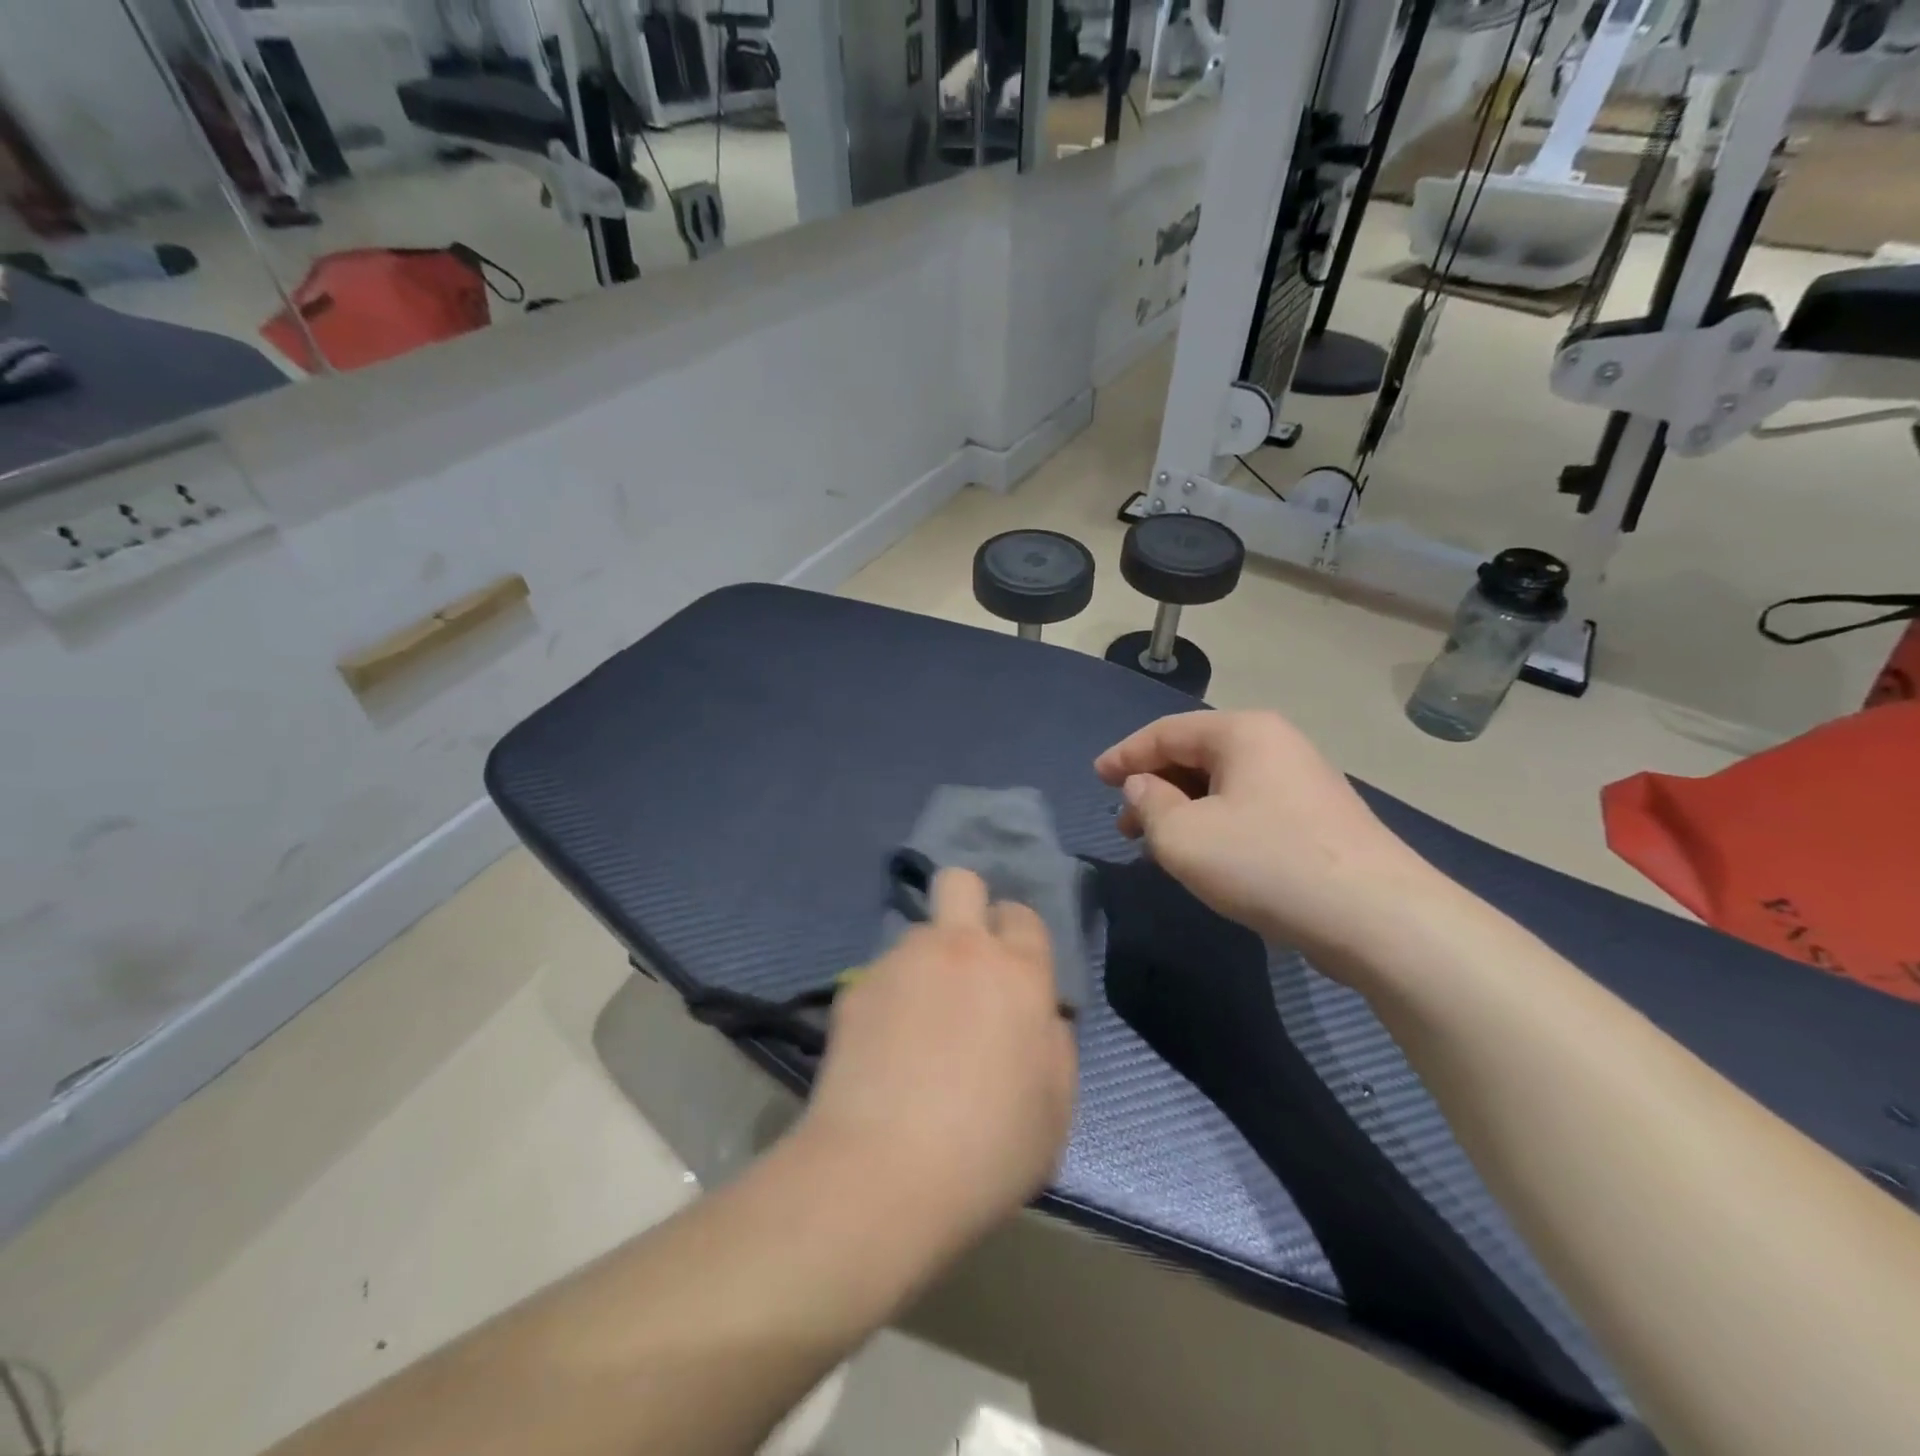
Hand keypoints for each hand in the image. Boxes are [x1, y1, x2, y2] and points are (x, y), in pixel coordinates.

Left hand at [800, 869, 1074, 1250]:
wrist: (882, 1174)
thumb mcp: (1056, 1110)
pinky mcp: (855, 988)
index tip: (1013, 975)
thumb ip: (1055, 1046)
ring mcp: (901, 962)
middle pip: (960, 883)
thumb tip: (1041, 1016)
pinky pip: (880, 975)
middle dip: (967, 905)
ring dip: (925, 963)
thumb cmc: (988, 1150)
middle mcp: (959, 949)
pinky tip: (880, 1050)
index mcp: (1018, 972)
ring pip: (917, 934)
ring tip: (916, 1025)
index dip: (1018, 938)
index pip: (1022, 914)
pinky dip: (887, 999)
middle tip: (966, 962)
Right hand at [1095, 711, 1435, 958]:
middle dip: (1153, 788)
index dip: (1124, 755)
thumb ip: (1148, 805)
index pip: (1165, 732)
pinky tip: (1204, 856)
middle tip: (1123, 825)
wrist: (1377, 918)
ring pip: (1222, 786)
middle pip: (1195, 756)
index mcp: (1242, 732)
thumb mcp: (1182, 837)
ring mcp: (1302, 781)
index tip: (1096, 777)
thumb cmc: (1265, 863)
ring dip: (1182, 811)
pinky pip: (1248, 808)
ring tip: (1156, 846)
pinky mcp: (1317, 818)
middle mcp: (1275, 744)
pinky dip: (1215, 824)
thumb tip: (1143, 788)